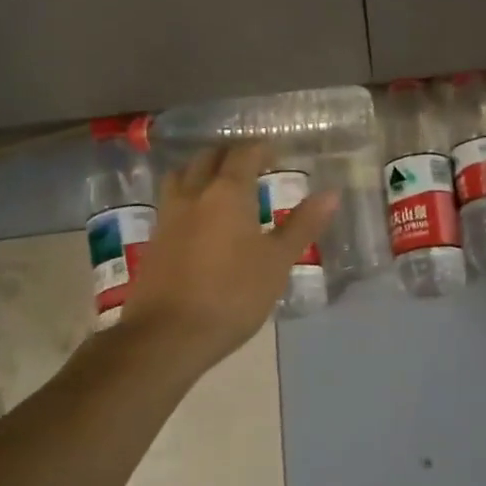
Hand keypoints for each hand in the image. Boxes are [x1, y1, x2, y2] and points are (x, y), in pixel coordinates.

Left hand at [118, 143, 337, 372]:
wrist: (166, 336)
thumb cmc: (232, 295)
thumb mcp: (277, 261)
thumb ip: (303, 224)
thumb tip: (331, 193)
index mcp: (226, 193)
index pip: (243, 154)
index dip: (260, 149)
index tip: (276, 156)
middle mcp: (193, 195)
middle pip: (207, 158)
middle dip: (229, 155)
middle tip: (251, 166)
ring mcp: (168, 217)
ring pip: (181, 176)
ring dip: (202, 170)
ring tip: (220, 184)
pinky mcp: (154, 241)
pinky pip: (171, 202)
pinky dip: (187, 196)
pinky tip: (199, 218)